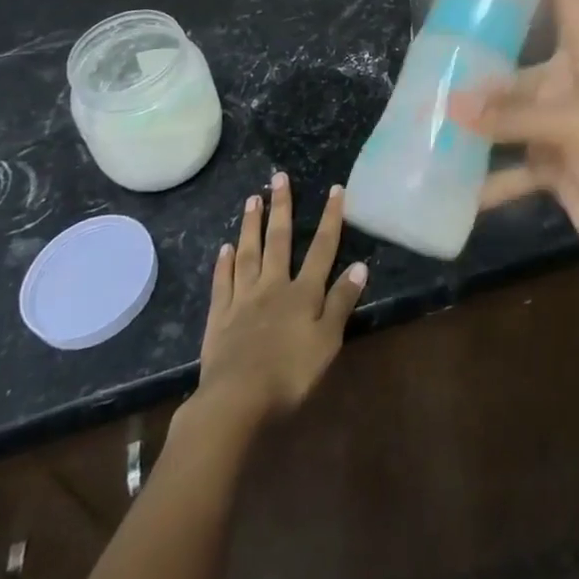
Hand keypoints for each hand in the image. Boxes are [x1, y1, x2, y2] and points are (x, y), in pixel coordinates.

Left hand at [195, 174, 366, 428]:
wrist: (236, 400)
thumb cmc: (290, 374)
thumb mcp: (327, 341)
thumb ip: (341, 302)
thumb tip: (359, 265)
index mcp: (303, 292)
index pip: (322, 248)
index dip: (330, 218)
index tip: (335, 189)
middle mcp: (273, 286)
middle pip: (279, 240)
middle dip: (282, 207)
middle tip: (278, 177)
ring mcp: (243, 299)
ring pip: (248, 254)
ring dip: (251, 226)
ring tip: (252, 200)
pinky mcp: (218, 318)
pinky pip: (222, 283)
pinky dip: (224, 264)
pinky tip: (225, 249)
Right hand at [451, 0, 578, 288]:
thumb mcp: (574, 129)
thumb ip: (512, 116)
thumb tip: (449, 106)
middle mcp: (575, 83)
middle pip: (523, 59)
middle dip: (483, 58)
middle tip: (438, 44)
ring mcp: (563, 125)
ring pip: (511, 112)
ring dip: (477, 120)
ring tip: (429, 112)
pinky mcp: (555, 164)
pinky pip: (511, 162)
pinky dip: (486, 175)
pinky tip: (450, 181)